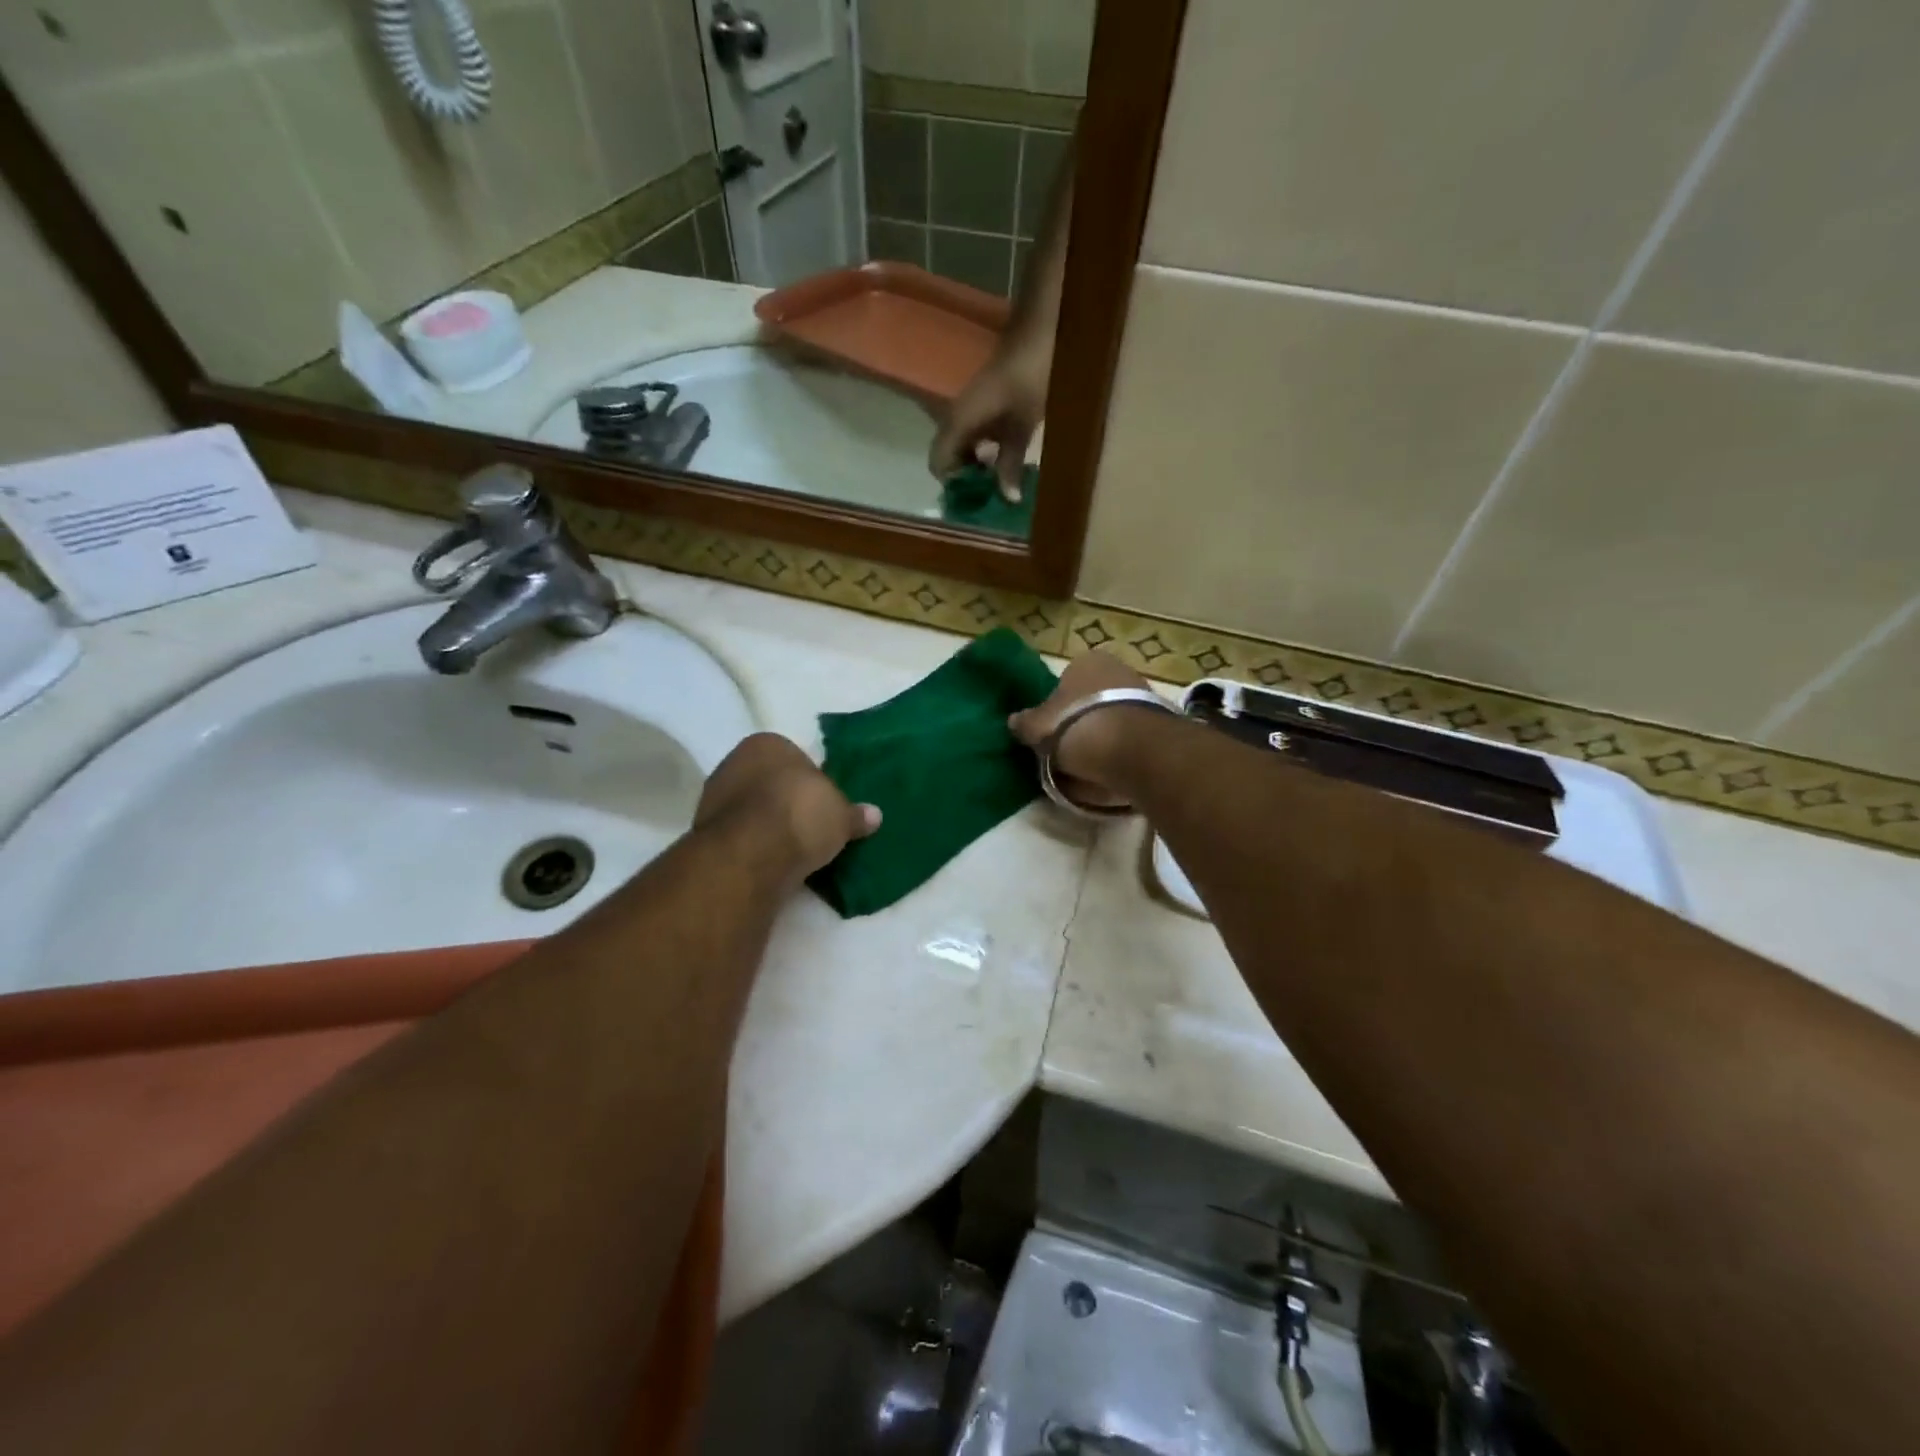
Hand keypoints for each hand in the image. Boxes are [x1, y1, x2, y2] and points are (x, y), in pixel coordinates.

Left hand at [695, 734, 879, 880]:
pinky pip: (739, 835)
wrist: (749, 854)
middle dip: (787, 803)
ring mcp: (714, 797)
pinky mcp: (703, 833)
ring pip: (751, 809)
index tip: (825, 806)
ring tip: (793, 850)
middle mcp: (734, 762)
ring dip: (768, 826)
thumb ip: (855, 814)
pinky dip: (753, 846)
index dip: (813, 783)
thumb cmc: (800, 815)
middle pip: (770, 782)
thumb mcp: (841, 815)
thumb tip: (874, 815)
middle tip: (811, 828)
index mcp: (767, 743)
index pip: (795, 758)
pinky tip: (771, 862)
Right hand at [929, 330, 1051, 501]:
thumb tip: (1007, 498)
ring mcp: (970, 406)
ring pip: (963, 444)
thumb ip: (1011, 461)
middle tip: (990, 495)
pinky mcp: (984, 401)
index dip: (952, 484)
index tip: (975, 498)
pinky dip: (986, 449)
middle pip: (948, 455)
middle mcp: (957, 415)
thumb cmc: (1031, 374)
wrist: (1042, 328)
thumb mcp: (1023, 424)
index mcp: (959, 421)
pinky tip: (1008, 456)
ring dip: (977, 464)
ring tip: (1001, 481)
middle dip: (966, 478)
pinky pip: (975, 433)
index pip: (938, 462)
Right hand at [1008, 652, 1157, 808]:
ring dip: (1105, 736)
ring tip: (1091, 765)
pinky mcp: (1162, 721)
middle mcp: (1118, 668)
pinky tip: (1114, 768)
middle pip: (1093, 697)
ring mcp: (1144, 693)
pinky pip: (1133, 736)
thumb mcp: (1037, 727)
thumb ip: (1024, 723)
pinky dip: (1123, 749)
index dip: (1057, 707)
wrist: (1129, 748)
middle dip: (1083, 720)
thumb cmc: (1074, 726)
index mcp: (1086, 661)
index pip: (1065, 681)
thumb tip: (1013, 721)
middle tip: (1069, 749)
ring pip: (1114, 717)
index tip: (1052, 731)